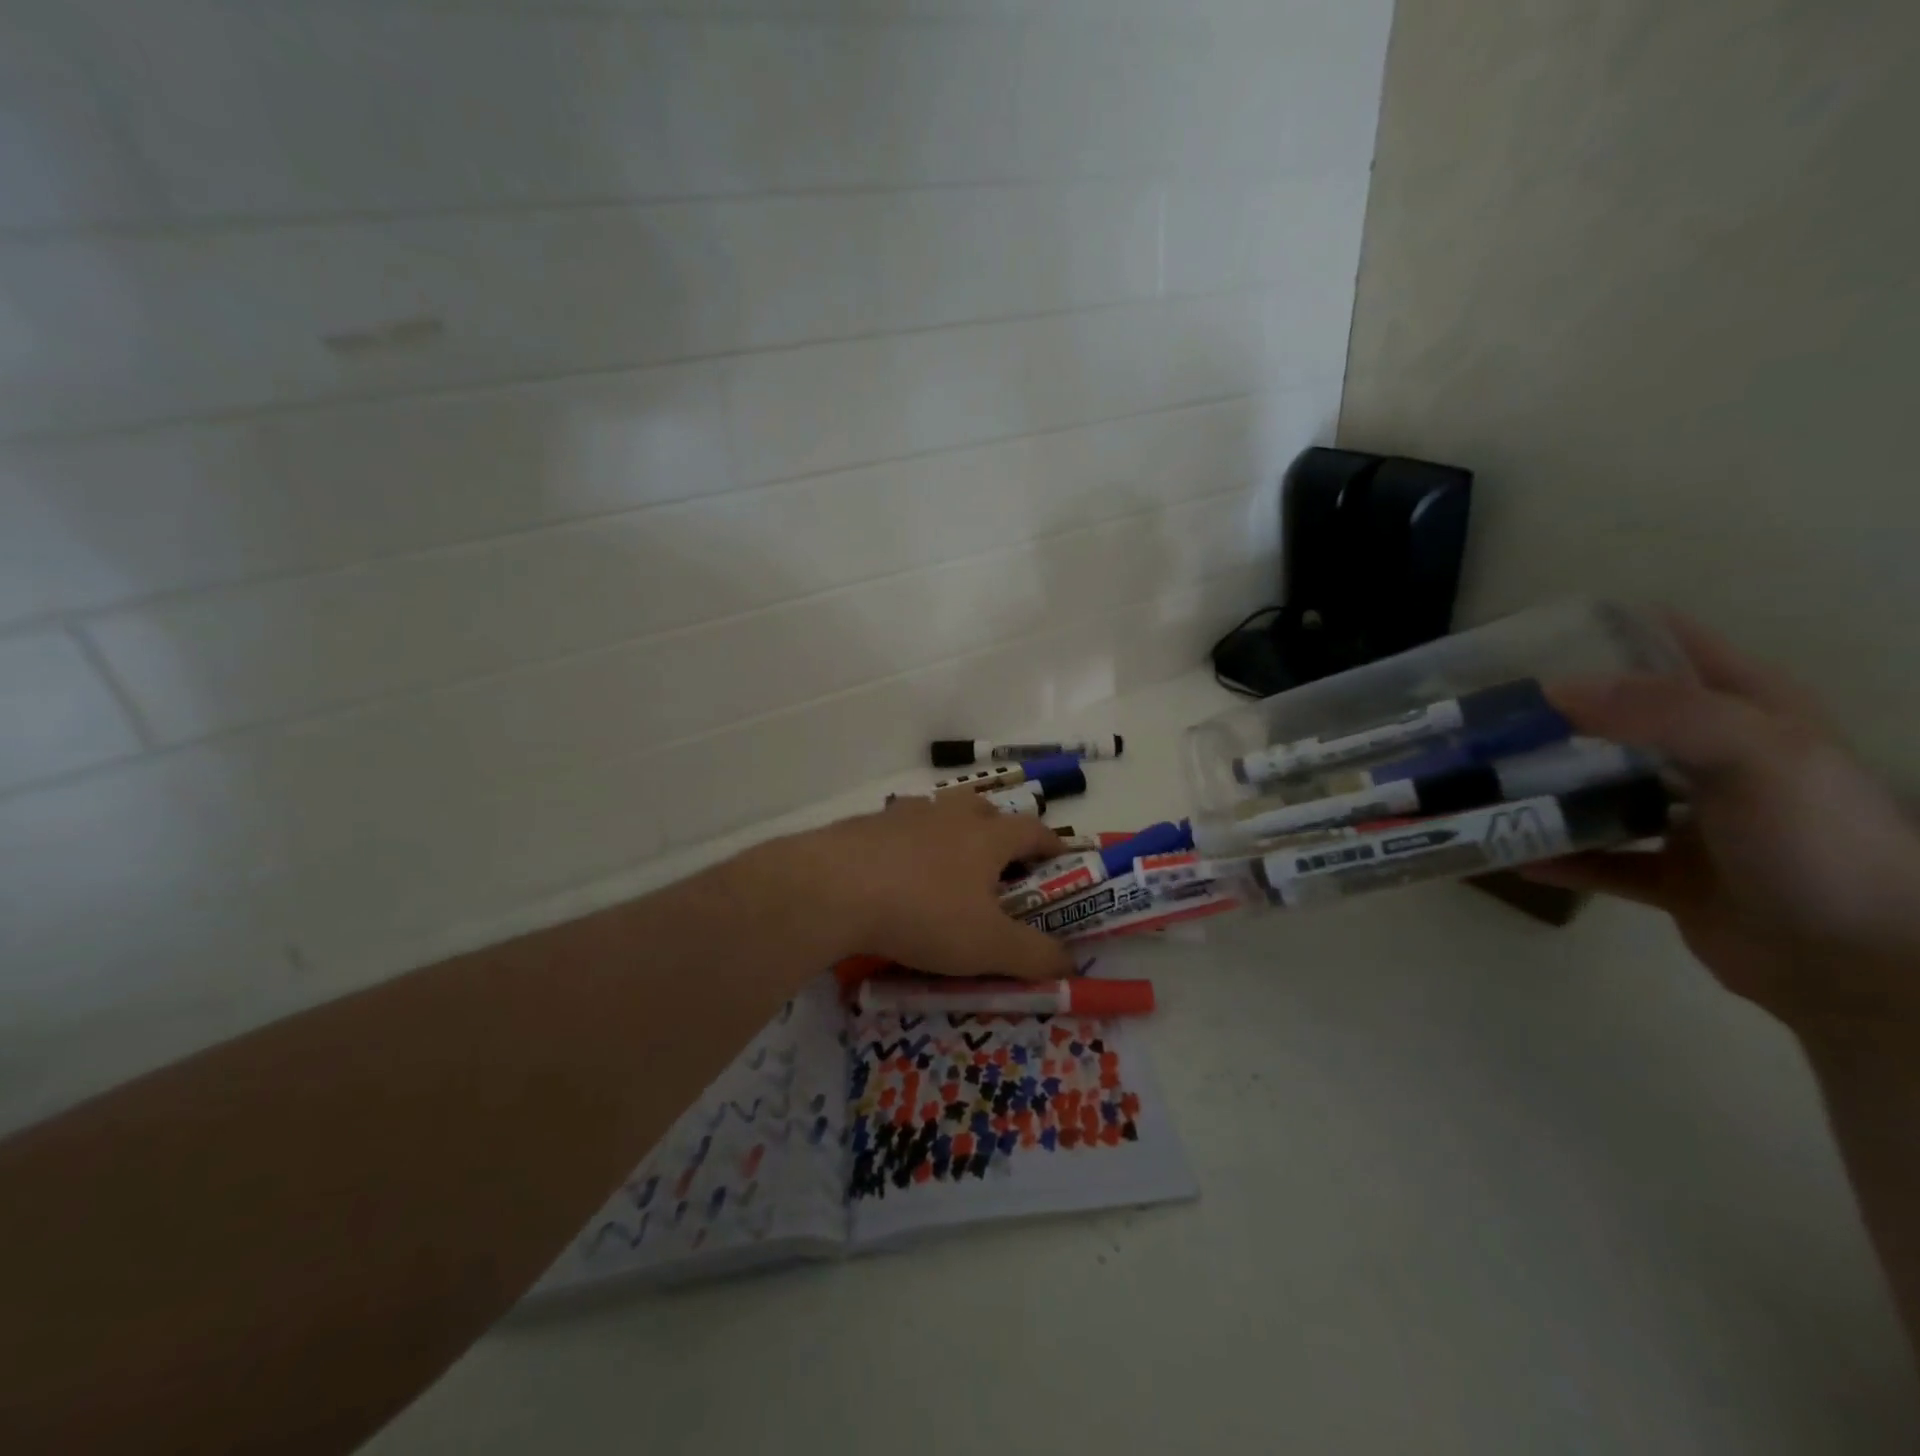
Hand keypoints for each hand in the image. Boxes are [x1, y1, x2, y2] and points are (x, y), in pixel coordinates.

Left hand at [759, 794, 1075, 980]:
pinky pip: (897, 828)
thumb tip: (1071, 963)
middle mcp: (949, 816)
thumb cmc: (924, 914)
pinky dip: (907, 844)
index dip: (1051, 844)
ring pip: (938, 813)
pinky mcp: (865, 825)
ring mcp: (903, 815)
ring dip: (951, 831)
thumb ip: (1034, 956)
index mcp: (986, 837)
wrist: (834, 889)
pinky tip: (895, 872)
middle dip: (998, 830)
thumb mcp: (987, 947)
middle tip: (999, 862)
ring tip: (946, 865)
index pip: (1032, 830)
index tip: (1061, 858)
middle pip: (984, 808)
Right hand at [1527, 615, 1919, 1032]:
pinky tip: (1508, 851)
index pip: (1676, 648)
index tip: (1530, 640)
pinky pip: (1599, 860)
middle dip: (1558, 714)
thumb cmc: (1817, 841)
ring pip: (1604, 790)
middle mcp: (1719, 759)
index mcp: (1751, 713)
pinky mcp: (1673, 876)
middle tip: (1488, 714)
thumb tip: (1553, 690)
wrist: (1859, 965)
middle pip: (1624, 720)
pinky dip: (1557, 856)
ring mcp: (1695, 820)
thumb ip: (1658, 711)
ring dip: (1549, 786)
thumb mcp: (1755, 754)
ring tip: (1483, 777)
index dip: (1609, 634)